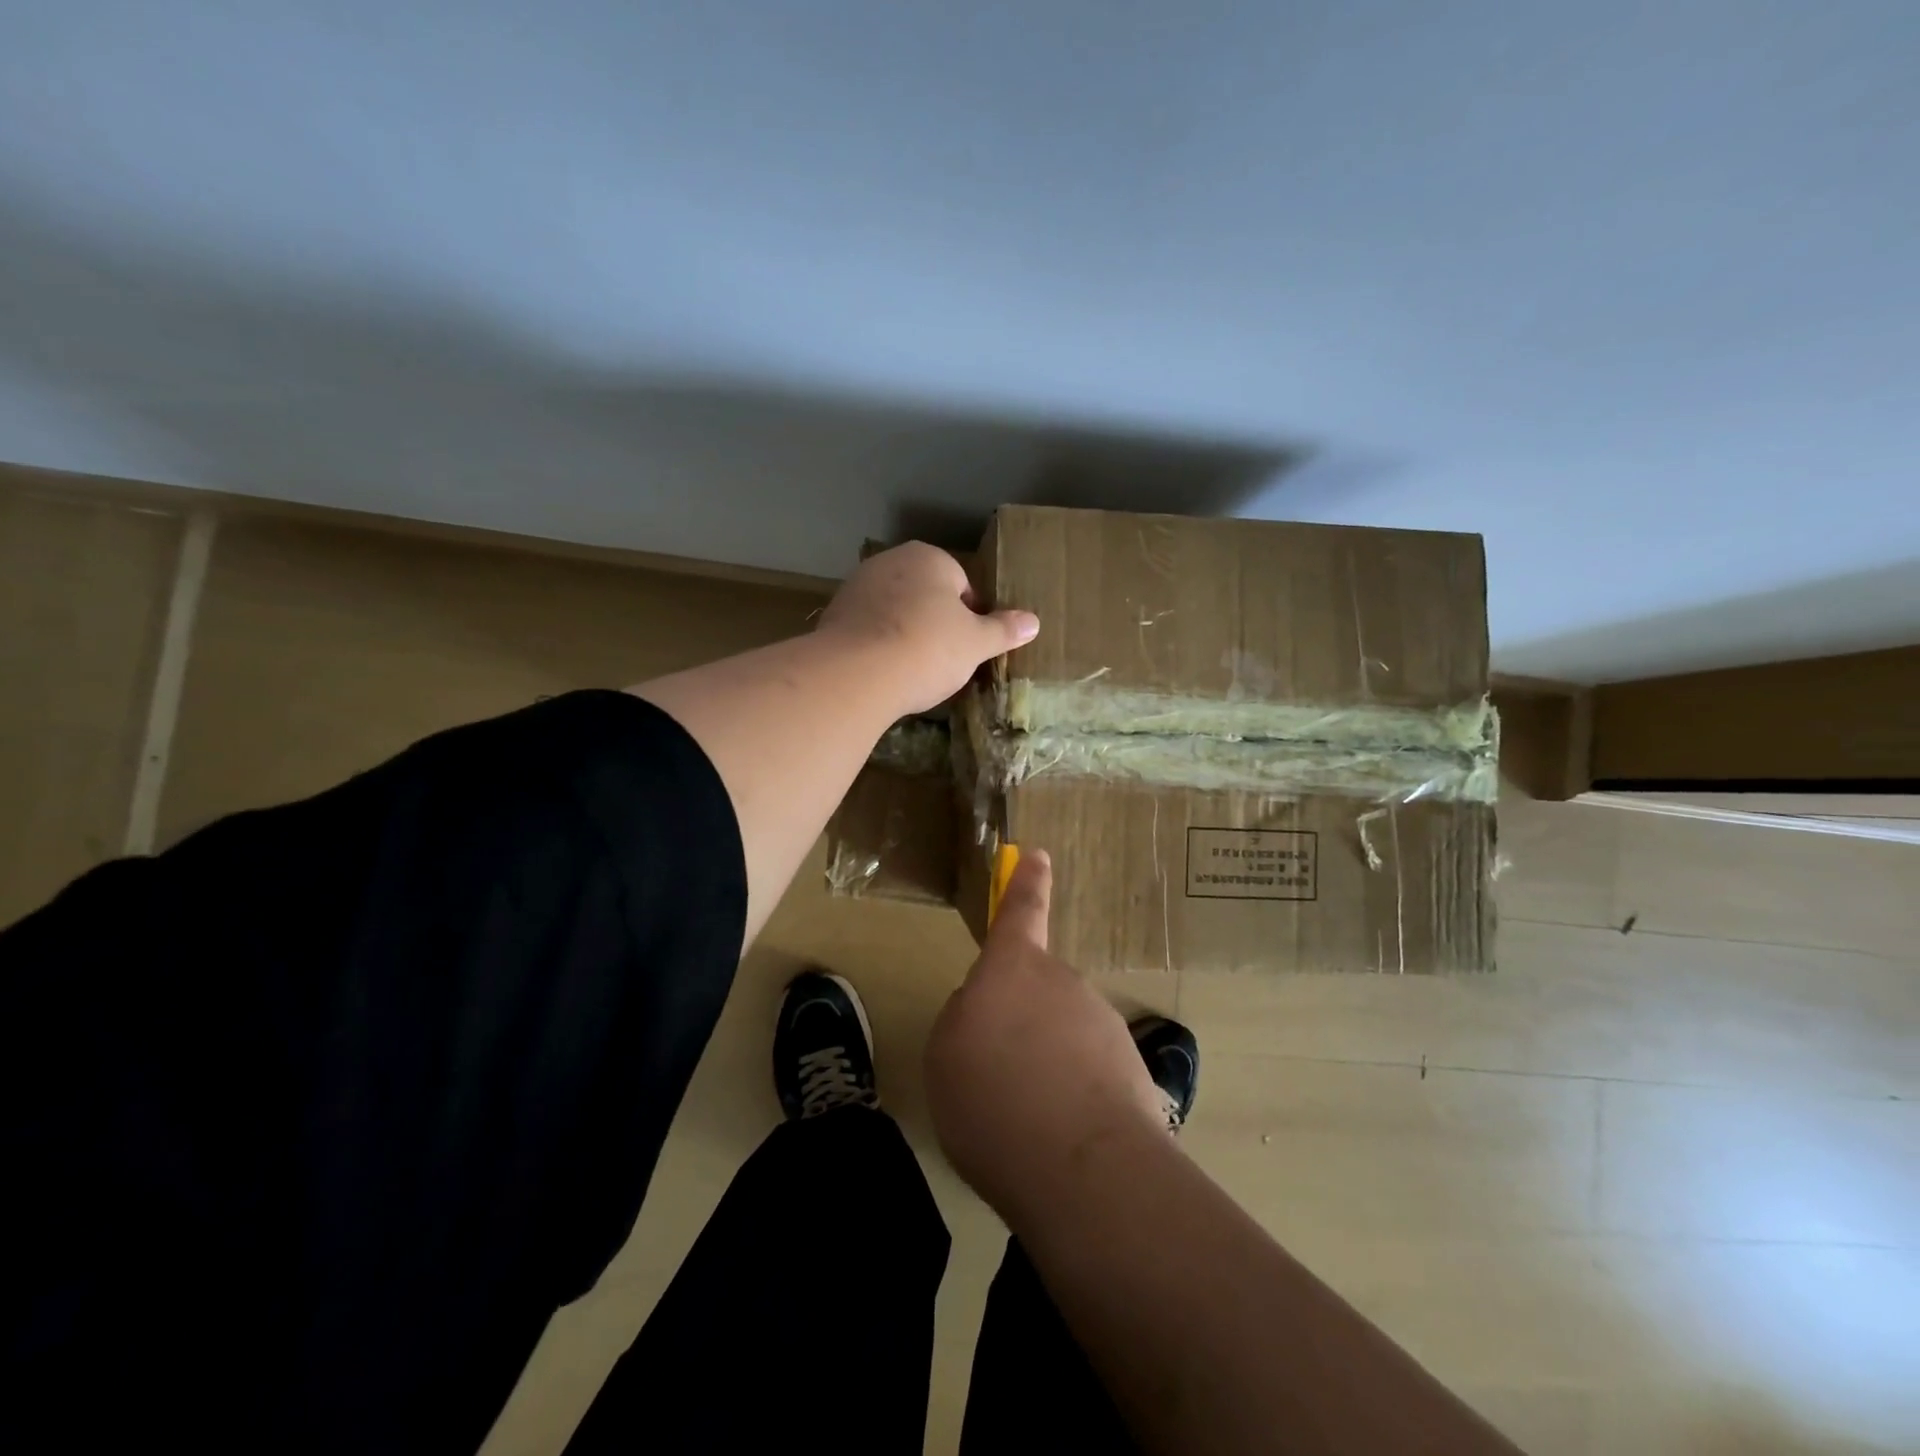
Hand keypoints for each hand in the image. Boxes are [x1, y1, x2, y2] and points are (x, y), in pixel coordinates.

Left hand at [817, 542, 1037, 715]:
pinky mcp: (833, 615)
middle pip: (924, 594)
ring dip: (905, 633)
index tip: (970, 646)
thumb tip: (1033, 622)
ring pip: (894, 611)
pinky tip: (884, 672)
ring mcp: (857, 587)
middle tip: (944, 659)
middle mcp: (890, 562)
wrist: (856, 674)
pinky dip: (877, 645)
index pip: (961, 583)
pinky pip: (867, 629)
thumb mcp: (976, 643)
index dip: (970, 616)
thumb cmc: (928, 649)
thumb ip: (1003, 630)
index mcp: (929, 558)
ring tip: (912, 669)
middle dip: (935, 622)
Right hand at [925, 850, 1167, 1223]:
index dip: (1026, 883)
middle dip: (1019, 1022)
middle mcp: (1062, 983)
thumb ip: (962, 1020)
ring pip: (1061, 1036)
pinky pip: (1087, 1073)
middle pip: (1035, 991)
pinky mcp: (1130, 1068)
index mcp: (1012, 970)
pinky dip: (1072, 1097)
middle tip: (996, 1079)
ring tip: (1025, 1122)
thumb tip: (985, 1013)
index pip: (1021, 912)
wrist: (1083, 1168)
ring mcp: (1100, 1023)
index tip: (1037, 855)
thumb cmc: (992, 1099)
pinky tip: (1060, 1140)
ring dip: (1044, 1065)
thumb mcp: (944, 1057)